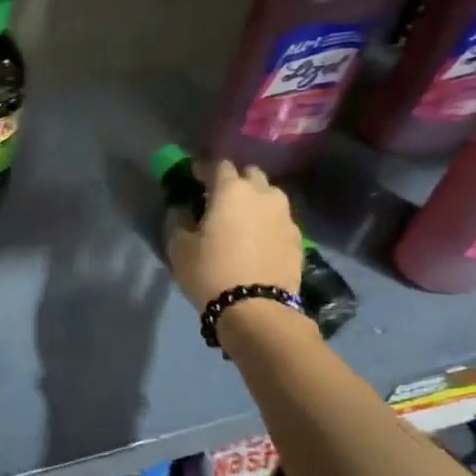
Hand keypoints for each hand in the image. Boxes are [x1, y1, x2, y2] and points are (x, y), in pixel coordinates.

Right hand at [164, 159, 303, 308]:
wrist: (256, 309)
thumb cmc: (210, 272)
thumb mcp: (179, 246)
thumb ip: (178, 219)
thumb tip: (183, 209)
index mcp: (232, 190)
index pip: (217, 165)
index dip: (202, 169)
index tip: (192, 178)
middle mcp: (263, 194)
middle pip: (249, 174)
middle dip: (234, 180)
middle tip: (218, 198)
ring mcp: (285, 216)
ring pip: (269, 195)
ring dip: (254, 199)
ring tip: (241, 218)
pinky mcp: (298, 238)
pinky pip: (279, 219)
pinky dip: (266, 222)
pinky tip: (256, 240)